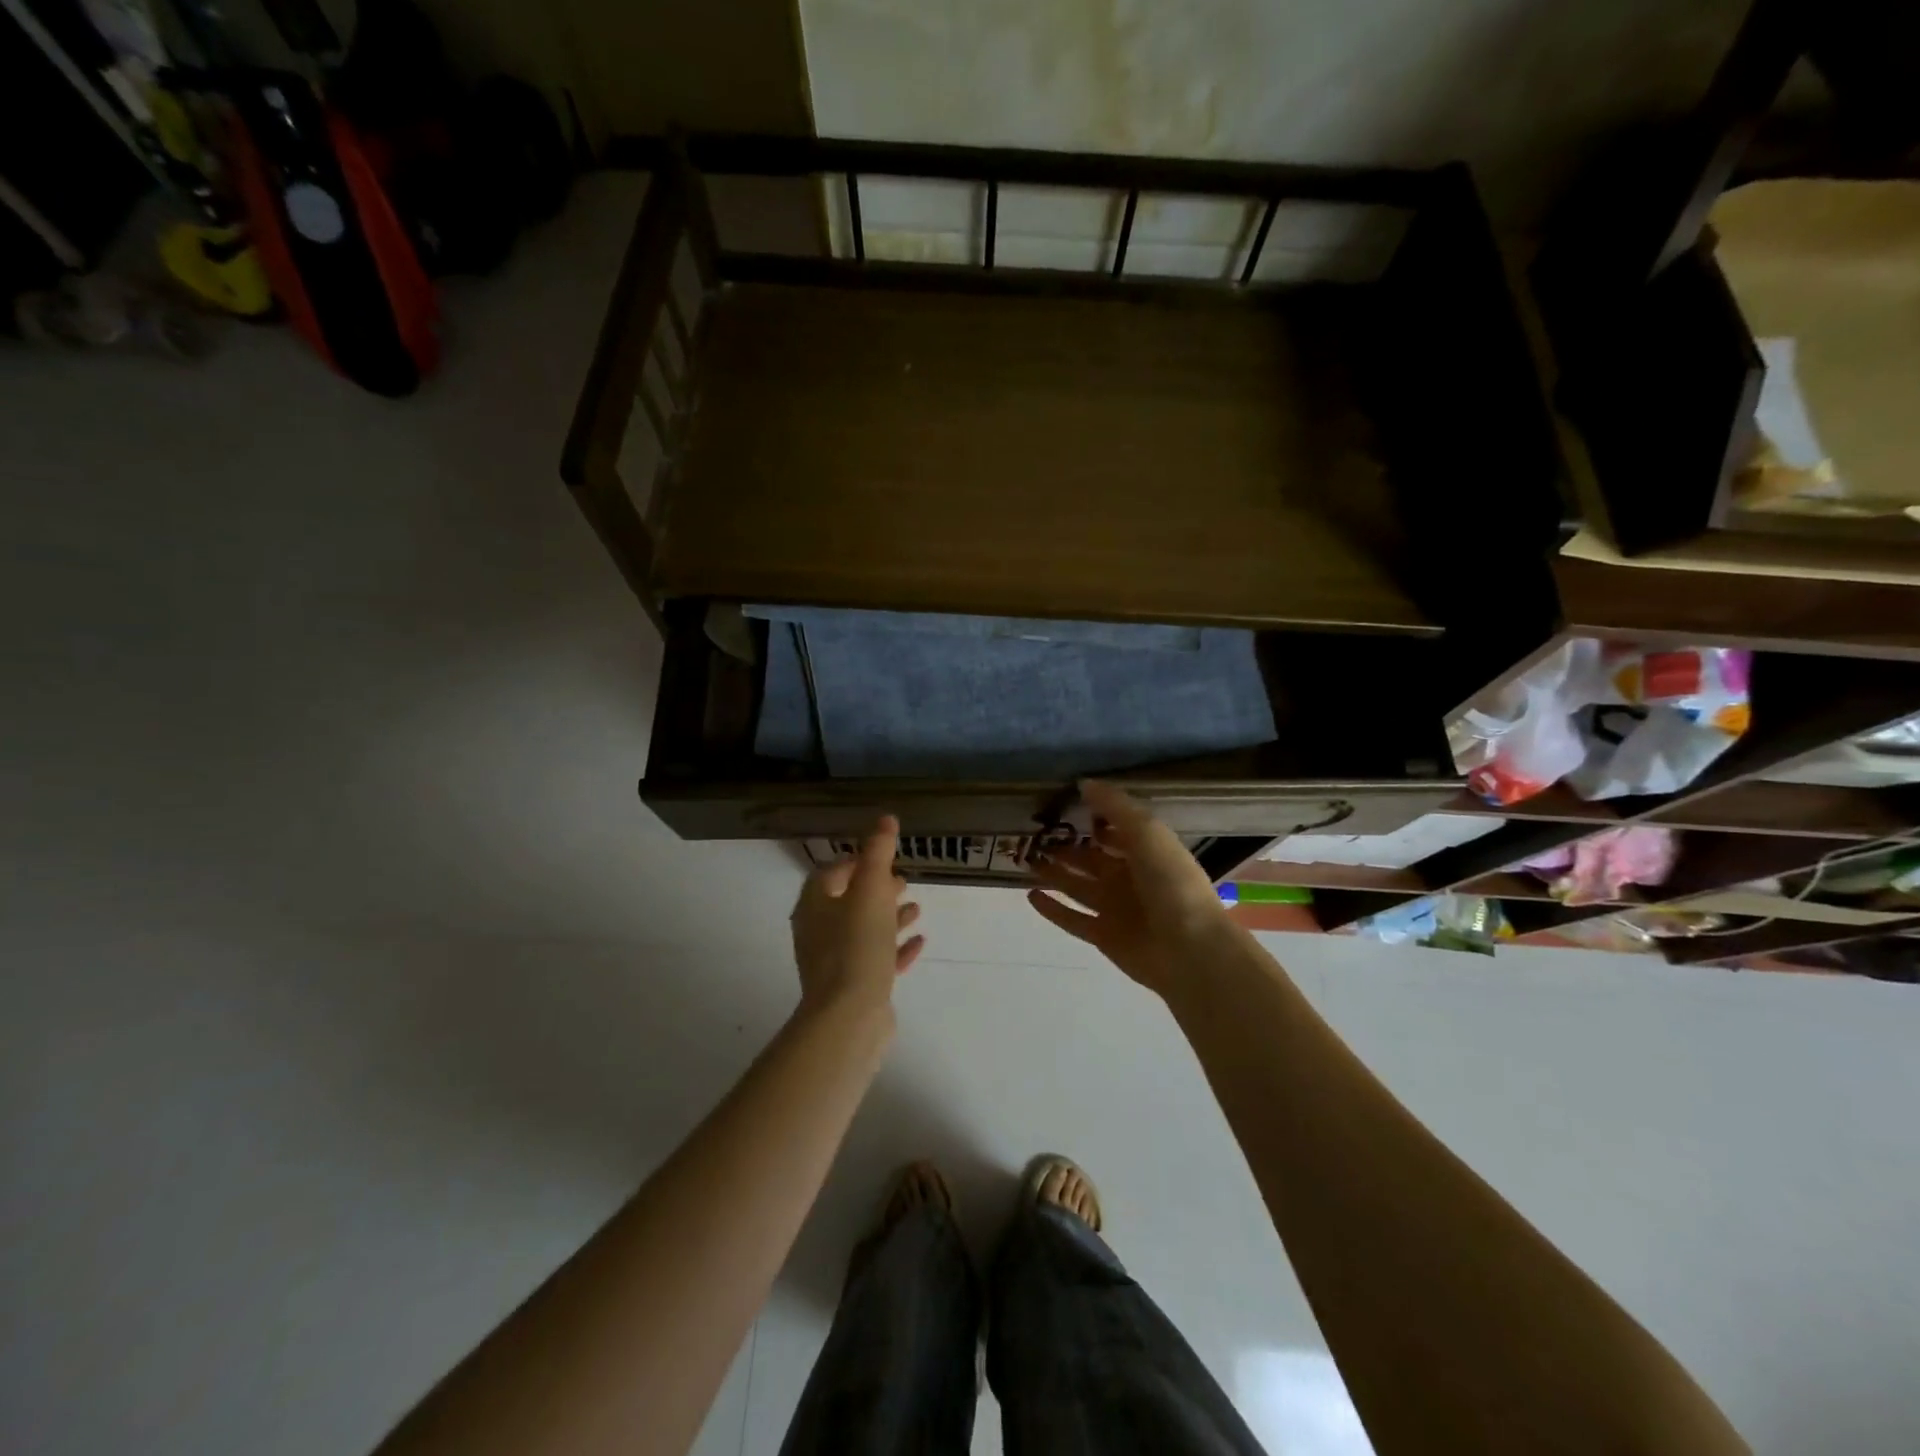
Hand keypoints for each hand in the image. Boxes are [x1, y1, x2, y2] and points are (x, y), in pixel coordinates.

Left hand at [790, 815, 924, 1015]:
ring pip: (863, 931)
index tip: (883, 857)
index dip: (857, 861)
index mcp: (815, 904)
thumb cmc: (857, 944)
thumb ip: (878, 852)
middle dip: (876, 889)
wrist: (848, 1017)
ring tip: (916, 908)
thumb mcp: (871, 890)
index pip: (832, 873)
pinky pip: (875, 959)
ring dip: (889, 917)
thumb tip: (885, 819)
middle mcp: (818, 930)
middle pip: (848, 901)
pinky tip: (919, 942)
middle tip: (903, 881)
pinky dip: (895, 947)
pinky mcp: (852, 988)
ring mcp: (833, 962)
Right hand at [1026, 781, 1231, 998]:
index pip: (1114, 829)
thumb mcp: (1147, 832)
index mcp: (1145, 851)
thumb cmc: (1172, 883)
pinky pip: (1072, 919)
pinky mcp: (1103, 935)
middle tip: (1032, 833)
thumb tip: (1083, 783)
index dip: (1092, 817)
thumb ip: (1115, 807)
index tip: (1060, 804)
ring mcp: (1115, 908)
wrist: (1189, 949)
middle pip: (1090, 858)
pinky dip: (1052, 908)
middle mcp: (1128, 878)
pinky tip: (1030, 894)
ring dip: (1053, 872)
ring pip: (1076, 886)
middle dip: (1065, 846)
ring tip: (1025, 858)